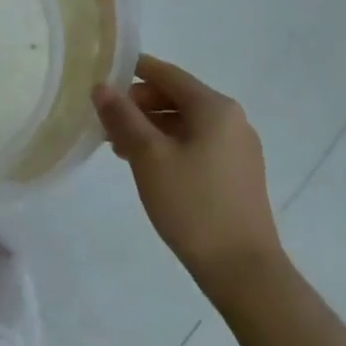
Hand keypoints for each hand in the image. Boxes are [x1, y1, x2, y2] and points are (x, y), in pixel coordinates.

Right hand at [93, 55, 283, 297]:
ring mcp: (239, 149)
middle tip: (107, 126)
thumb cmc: (193, 206)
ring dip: (151, 129)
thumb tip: (101, 86)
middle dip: (139, 107)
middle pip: (176, 97)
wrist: (245, 274)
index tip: (102, 79)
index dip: (132, 71)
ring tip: (121, 150)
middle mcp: (232, 120)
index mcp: (214, 107)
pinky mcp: (239, 175)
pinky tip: (149, 168)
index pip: (166, 73)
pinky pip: (197, 144)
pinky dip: (170, 146)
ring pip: (185, 123)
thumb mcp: (148, 156)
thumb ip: (122, 116)